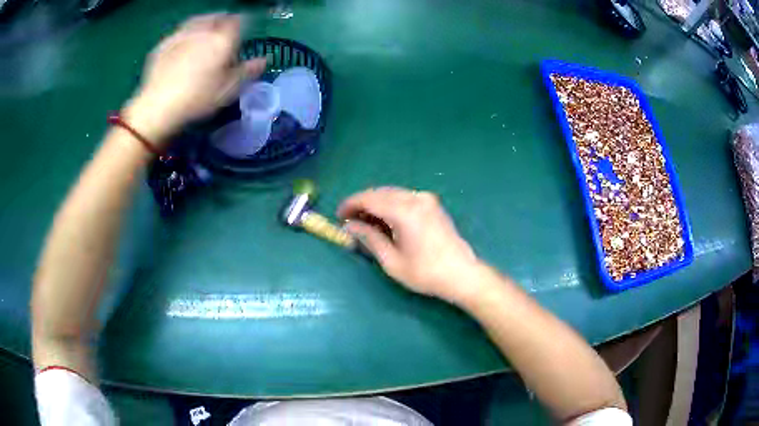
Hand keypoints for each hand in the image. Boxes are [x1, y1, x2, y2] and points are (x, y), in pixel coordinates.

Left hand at [125, 13, 265, 143]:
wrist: (158, 107)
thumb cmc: (197, 100)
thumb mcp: (228, 90)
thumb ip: (247, 71)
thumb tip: (265, 60)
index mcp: (223, 40)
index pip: (240, 21)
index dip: (244, 23)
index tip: (244, 30)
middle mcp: (204, 31)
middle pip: (218, 17)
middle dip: (224, 20)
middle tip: (224, 30)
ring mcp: (182, 35)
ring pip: (198, 20)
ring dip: (205, 22)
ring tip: (206, 32)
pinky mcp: (165, 44)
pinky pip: (180, 31)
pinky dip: (186, 33)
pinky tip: (184, 43)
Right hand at [338, 187, 483, 304]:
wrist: (462, 274)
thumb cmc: (425, 273)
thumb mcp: (392, 261)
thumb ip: (369, 238)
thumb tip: (350, 226)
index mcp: (404, 211)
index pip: (369, 199)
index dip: (350, 204)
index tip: (338, 215)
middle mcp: (415, 198)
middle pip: (380, 192)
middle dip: (362, 203)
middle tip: (349, 220)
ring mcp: (426, 199)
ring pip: (392, 193)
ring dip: (376, 203)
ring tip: (365, 222)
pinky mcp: (433, 204)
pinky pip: (404, 197)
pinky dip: (390, 204)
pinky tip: (385, 219)